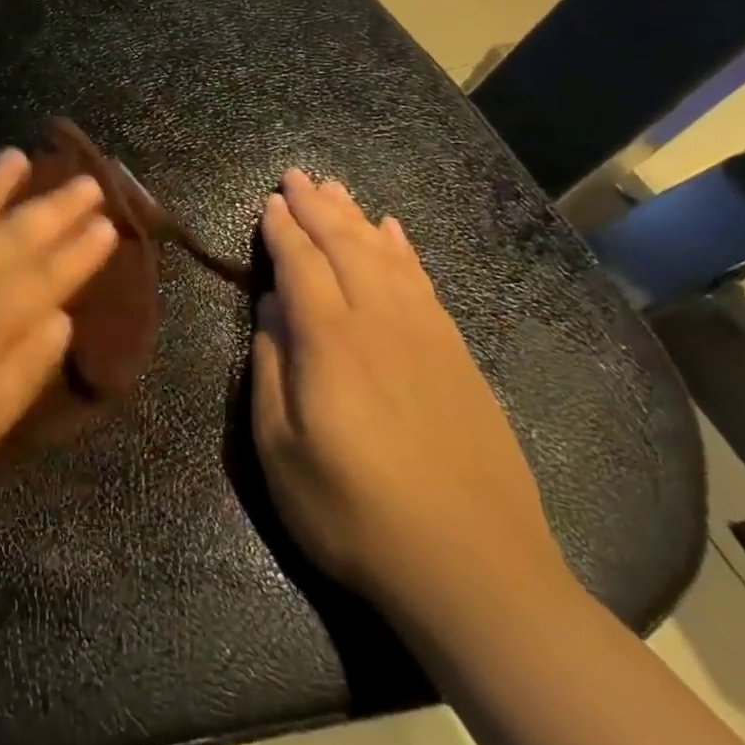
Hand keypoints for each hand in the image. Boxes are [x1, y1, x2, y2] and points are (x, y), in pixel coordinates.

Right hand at [251, 172, 570, 627]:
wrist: (475, 568)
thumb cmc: (356, 515)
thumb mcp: (282, 453)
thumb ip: (271, 372)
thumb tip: (270, 312)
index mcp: (330, 342)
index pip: (300, 265)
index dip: (282, 230)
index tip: (270, 201)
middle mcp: (379, 321)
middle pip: (344, 246)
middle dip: (317, 206)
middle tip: (297, 175)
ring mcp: (426, 334)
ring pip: (385, 255)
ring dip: (356, 217)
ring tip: (337, 189)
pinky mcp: (458, 354)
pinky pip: (424, 282)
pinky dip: (404, 249)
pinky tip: (394, 233)